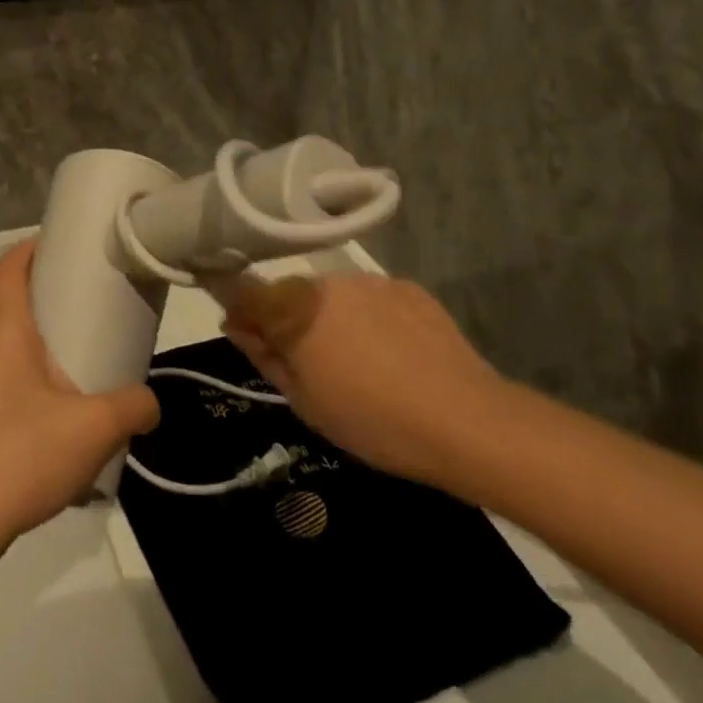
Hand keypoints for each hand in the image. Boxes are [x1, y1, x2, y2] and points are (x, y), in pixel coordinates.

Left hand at [0, 240, 159, 557]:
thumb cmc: (21, 457)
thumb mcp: (95, 429)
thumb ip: (133, 407)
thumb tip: (151, 404)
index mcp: (2, 335)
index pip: (6, 271)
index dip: (27, 250)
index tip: (53, 245)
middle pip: (2, 314)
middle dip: (36, 309)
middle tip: (76, 321)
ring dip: (23, 358)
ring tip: (61, 383)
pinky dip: (8, 397)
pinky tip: (33, 435)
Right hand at [218, 273, 505, 486]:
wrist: (464, 420)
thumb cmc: (372, 420)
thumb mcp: (304, 400)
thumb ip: (265, 356)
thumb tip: (238, 326)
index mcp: (296, 308)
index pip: (247, 291)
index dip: (241, 311)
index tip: (249, 337)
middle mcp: (329, 282)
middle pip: (292, 293)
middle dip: (291, 319)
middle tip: (313, 364)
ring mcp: (373, 281)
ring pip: (334, 295)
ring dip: (333, 318)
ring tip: (362, 363)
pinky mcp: (409, 288)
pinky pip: (373, 298)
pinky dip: (372, 319)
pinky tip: (394, 354)